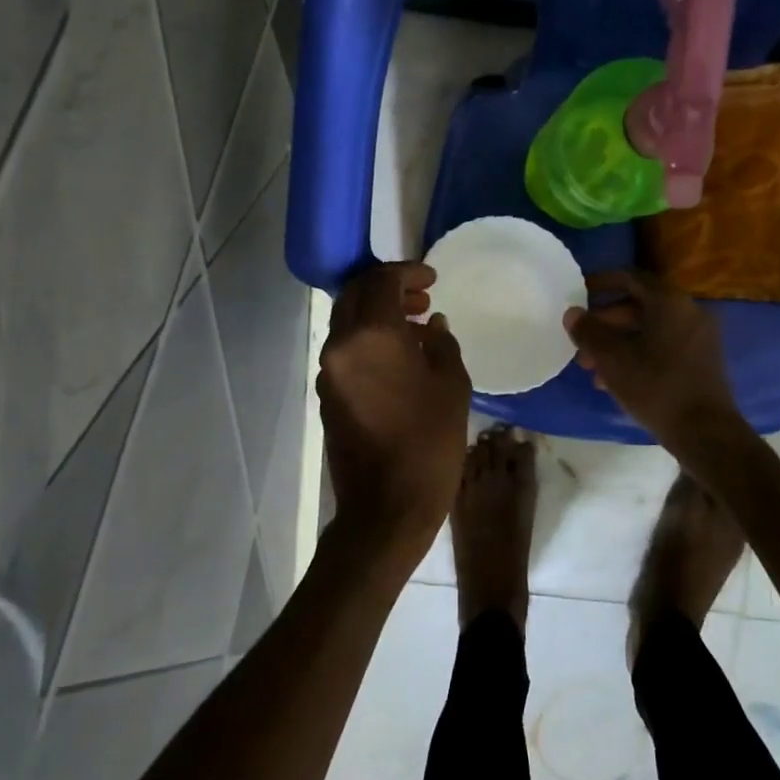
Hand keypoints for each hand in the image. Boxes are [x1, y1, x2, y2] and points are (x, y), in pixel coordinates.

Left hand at [318, 262, 471, 560]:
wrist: (386, 507)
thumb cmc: (429, 443)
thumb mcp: (452, 387)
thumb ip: (442, 344)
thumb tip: (432, 325)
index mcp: (372, 335)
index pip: (381, 281)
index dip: (408, 272)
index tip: (432, 278)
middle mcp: (341, 344)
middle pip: (356, 295)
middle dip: (388, 288)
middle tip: (422, 298)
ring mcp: (329, 370)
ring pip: (347, 321)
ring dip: (377, 313)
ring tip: (415, 326)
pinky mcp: (327, 393)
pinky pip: (346, 349)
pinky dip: (368, 338)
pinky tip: (399, 356)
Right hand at [564, 270, 742, 450]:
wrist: (705, 432)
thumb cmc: (656, 387)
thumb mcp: (612, 360)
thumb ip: (589, 332)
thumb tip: (572, 313)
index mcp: (669, 302)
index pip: (630, 278)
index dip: (601, 282)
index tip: (578, 293)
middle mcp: (688, 311)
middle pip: (639, 305)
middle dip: (606, 322)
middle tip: (581, 340)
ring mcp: (699, 336)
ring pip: (650, 329)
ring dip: (618, 342)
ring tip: (591, 367)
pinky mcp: (701, 360)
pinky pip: (664, 345)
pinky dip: (638, 353)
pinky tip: (615, 380)